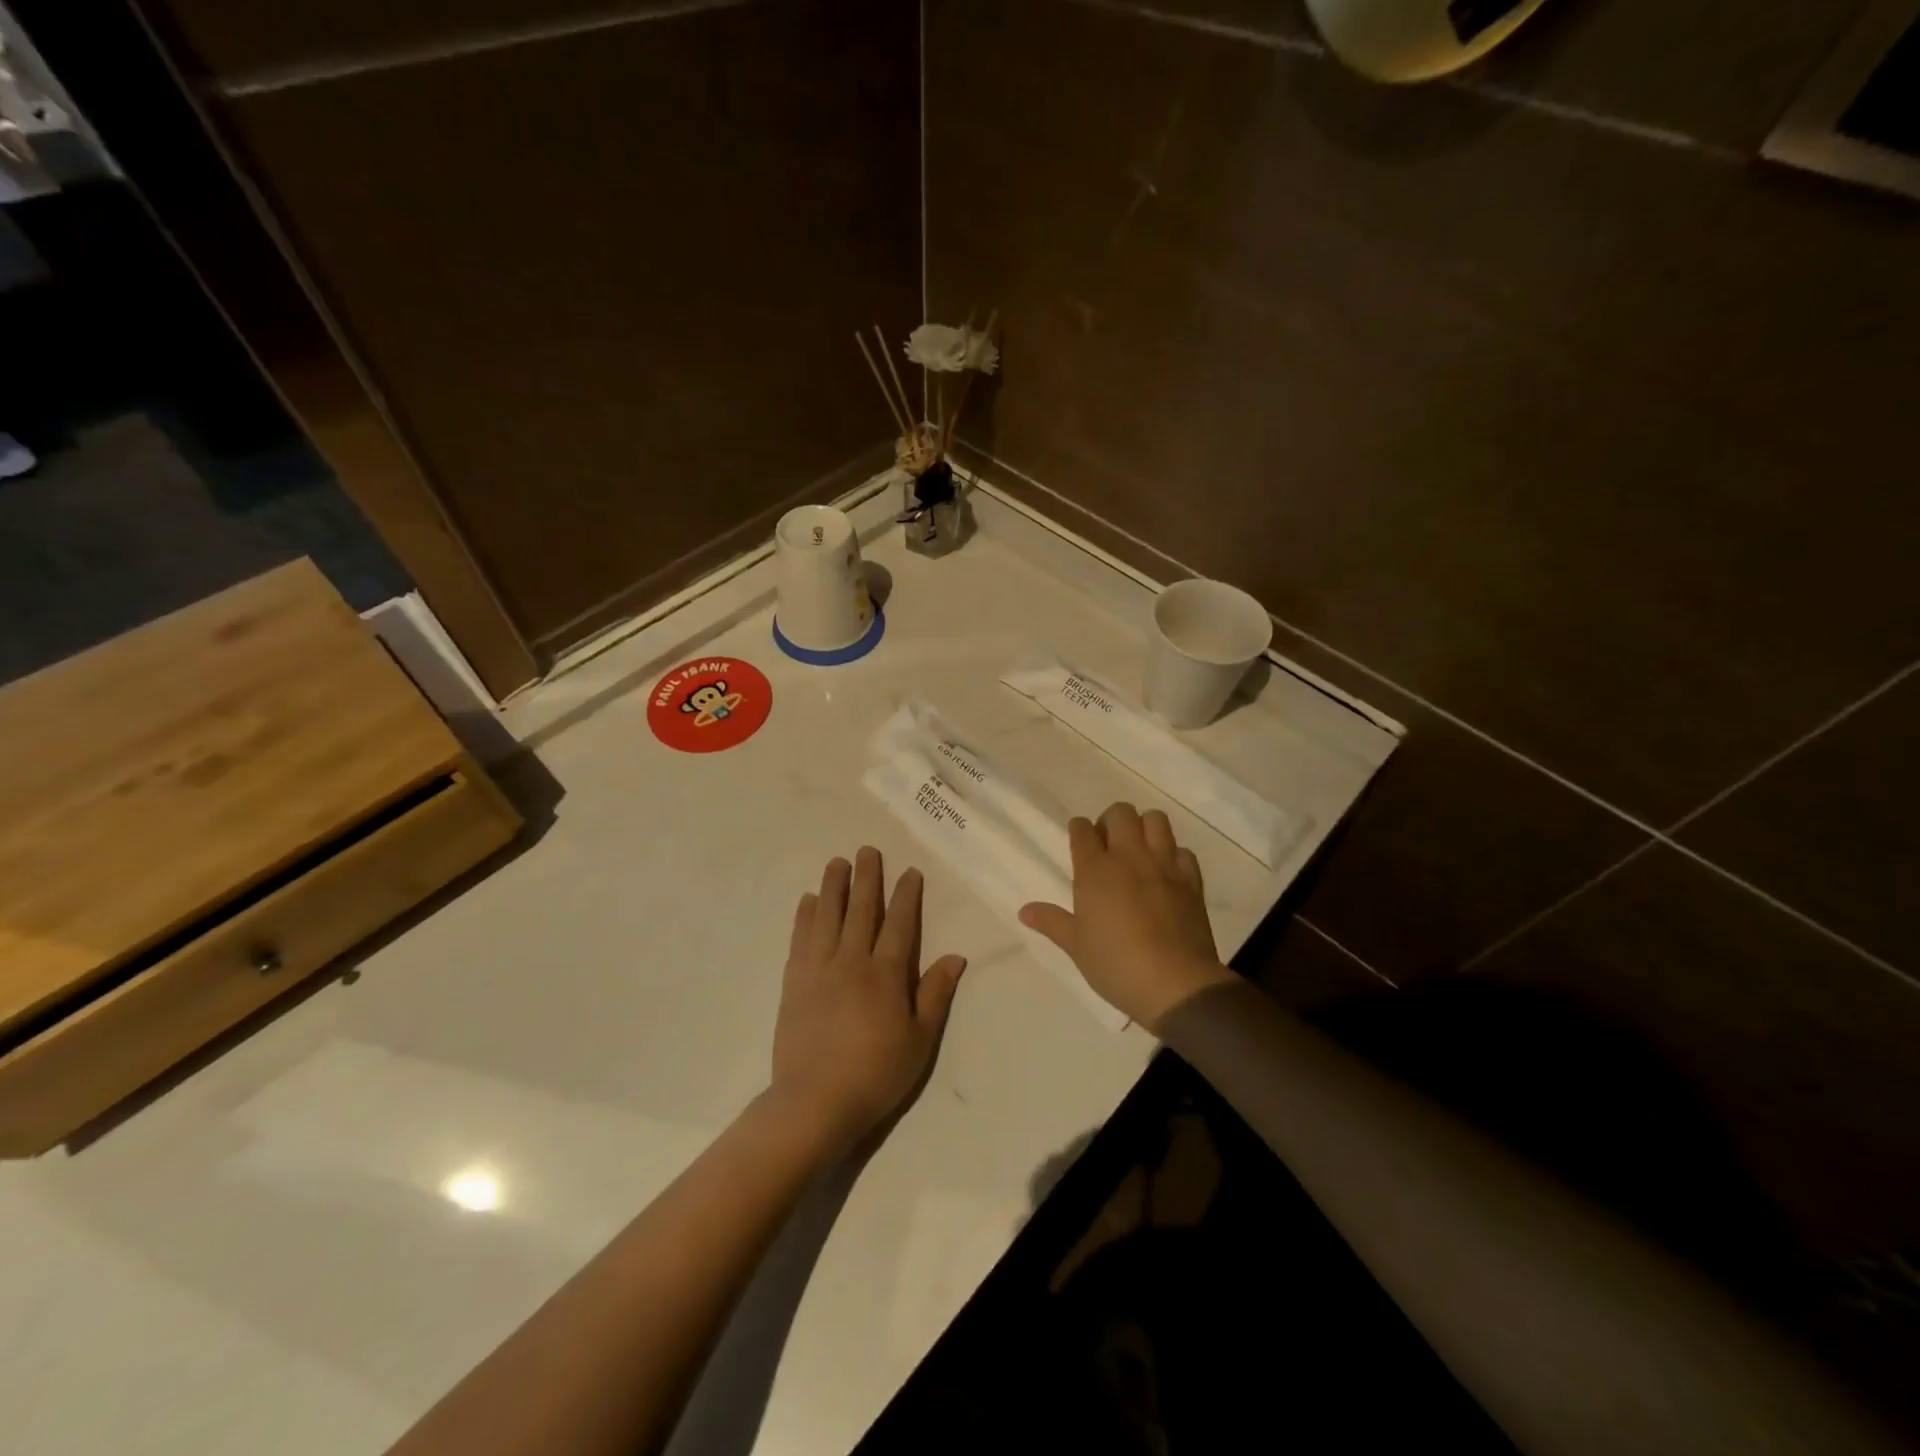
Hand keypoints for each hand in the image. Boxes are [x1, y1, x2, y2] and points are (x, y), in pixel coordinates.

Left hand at [771, 847, 966, 1150]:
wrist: (815, 1102)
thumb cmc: (876, 1074)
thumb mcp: (920, 1040)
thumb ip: (935, 995)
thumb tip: (955, 956)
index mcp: (886, 975)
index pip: (899, 924)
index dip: (905, 896)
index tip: (908, 872)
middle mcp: (851, 962)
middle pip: (861, 911)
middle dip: (867, 878)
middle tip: (867, 850)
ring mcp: (818, 970)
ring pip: (827, 917)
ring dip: (832, 887)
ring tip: (836, 863)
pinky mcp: (793, 983)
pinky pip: (800, 939)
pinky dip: (804, 917)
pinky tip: (807, 901)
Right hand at [1020, 803, 1231, 1030]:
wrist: (1175, 984)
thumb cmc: (1115, 965)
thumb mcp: (1076, 946)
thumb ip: (1052, 922)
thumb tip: (1024, 910)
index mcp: (1095, 870)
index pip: (1082, 830)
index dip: (1078, 829)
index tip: (1079, 838)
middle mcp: (1129, 857)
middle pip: (1121, 813)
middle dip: (1111, 821)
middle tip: (1108, 844)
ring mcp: (1164, 865)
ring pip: (1156, 819)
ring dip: (1145, 827)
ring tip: (1138, 850)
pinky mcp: (1191, 880)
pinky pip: (1183, 851)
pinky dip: (1174, 855)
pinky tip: (1167, 873)